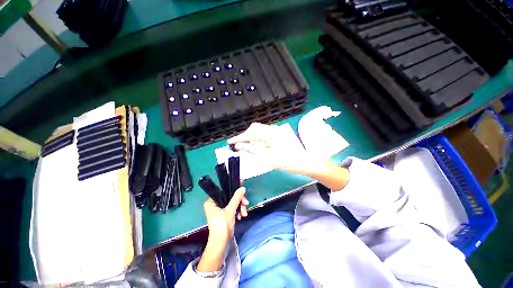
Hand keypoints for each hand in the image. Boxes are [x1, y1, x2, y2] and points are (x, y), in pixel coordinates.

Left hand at [197, 187, 248, 271]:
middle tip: (246, 203)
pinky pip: (233, 207)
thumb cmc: (222, 226)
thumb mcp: (230, 210)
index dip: (233, 187)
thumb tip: (242, 188)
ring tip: (244, 213)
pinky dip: (238, 210)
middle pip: (230, 196)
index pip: (224, 190)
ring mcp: (220, 208)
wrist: (221, 243)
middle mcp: (215, 203)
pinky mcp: (224, 213)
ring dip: (240, 206)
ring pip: (233, 202)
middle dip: (239, 200)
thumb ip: (236, 198)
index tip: (242, 184)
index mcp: (212, 201)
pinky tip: (241, 216)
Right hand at [228, 123, 319, 173]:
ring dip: (250, 136)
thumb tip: (239, 146)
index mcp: (270, 133)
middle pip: (254, 128)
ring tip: (244, 145)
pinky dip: (257, 138)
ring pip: (259, 130)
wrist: (305, 162)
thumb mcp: (268, 157)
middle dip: (244, 136)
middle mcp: (273, 129)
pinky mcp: (278, 134)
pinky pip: (264, 133)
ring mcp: (276, 131)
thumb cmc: (288, 161)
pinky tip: (254, 144)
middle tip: (237, 145)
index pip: (250, 134)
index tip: (229, 142)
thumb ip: (252, 150)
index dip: (239, 138)